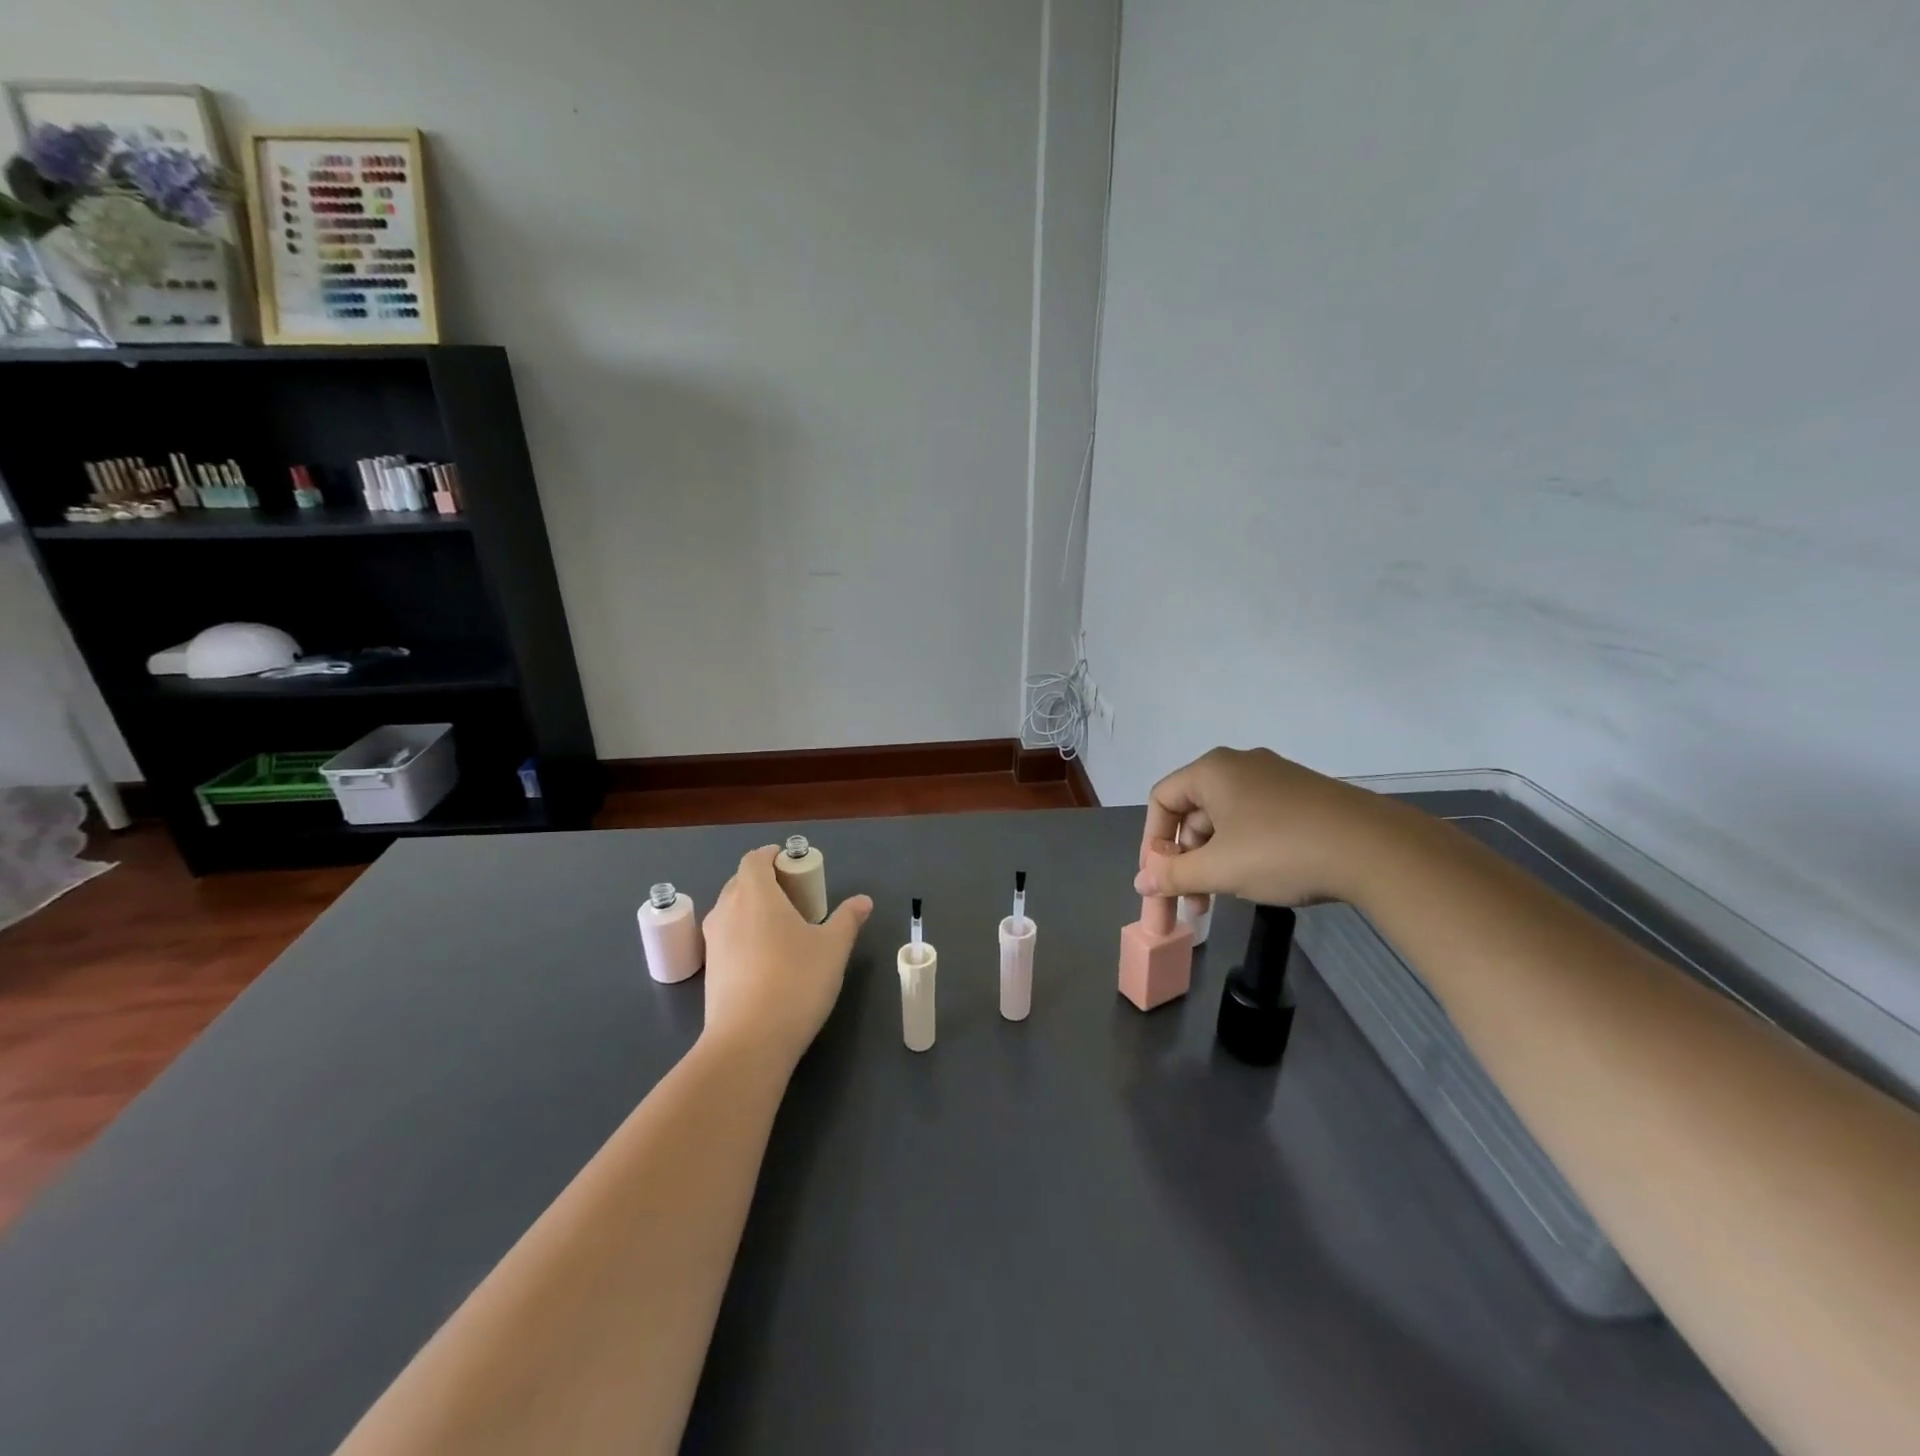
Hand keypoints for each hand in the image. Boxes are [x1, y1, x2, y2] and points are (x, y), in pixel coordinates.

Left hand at [700, 846, 872, 1067]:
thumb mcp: (833, 947)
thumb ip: (847, 919)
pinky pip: (727, 938)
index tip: (790, 861)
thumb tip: (863, 901)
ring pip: (730, 911)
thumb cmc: (796, 980)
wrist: (750, 1041)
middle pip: (740, 883)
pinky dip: (743, 935)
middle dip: (763, 881)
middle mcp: (727, 911)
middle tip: (792, 894)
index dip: (770, 855)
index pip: (754, 860)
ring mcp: (714, 942)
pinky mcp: (710, 971)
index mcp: (755, 894)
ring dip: (751, 909)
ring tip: (780, 925)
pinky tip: (766, 958)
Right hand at [1133, 747, 1394, 906]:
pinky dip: (1243, 850)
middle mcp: (1241, 765)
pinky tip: (1257, 880)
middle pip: (1194, 811)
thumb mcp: (1219, 869)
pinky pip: (1256, 820)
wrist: (1376, 849)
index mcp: (1213, 770)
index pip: (1161, 800)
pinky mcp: (1305, 797)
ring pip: (1226, 819)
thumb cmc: (1280, 851)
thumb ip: (1173, 875)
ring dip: (1213, 860)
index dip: (1152, 842)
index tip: (1159, 880)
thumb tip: (1142, 882)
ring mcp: (1277, 779)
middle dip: (1185, 859)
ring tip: (1221, 898)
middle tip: (1190, 900)